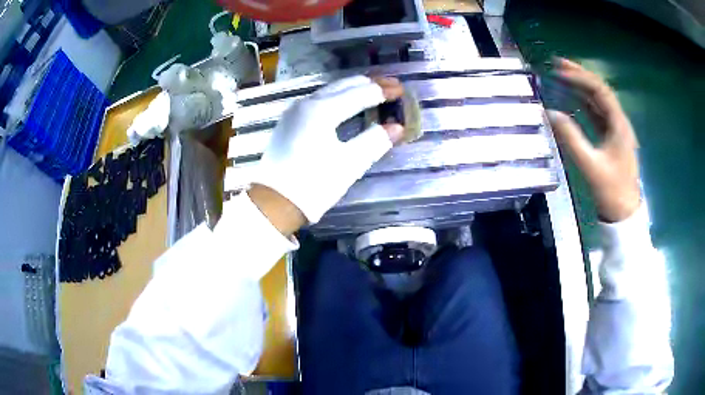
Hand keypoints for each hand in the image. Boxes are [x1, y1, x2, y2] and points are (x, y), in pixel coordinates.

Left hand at [252, 76, 404, 223]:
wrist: (273, 203)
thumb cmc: (312, 185)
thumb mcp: (349, 165)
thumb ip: (375, 141)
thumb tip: (397, 127)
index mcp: (321, 111)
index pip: (359, 93)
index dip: (382, 91)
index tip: (402, 89)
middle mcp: (306, 103)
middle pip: (343, 85)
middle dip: (369, 84)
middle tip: (392, 85)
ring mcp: (295, 111)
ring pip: (330, 90)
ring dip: (353, 88)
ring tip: (374, 90)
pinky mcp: (290, 121)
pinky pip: (319, 100)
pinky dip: (339, 97)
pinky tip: (348, 103)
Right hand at [547, 59, 640, 222]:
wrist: (624, 214)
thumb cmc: (611, 191)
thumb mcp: (590, 165)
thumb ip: (570, 139)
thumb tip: (549, 113)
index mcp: (619, 125)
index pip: (600, 91)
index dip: (580, 77)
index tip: (559, 71)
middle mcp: (619, 122)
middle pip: (600, 91)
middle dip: (580, 76)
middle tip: (558, 65)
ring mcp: (616, 130)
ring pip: (599, 101)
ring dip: (582, 87)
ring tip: (563, 76)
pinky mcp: (611, 139)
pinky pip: (598, 114)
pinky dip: (585, 104)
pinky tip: (574, 99)